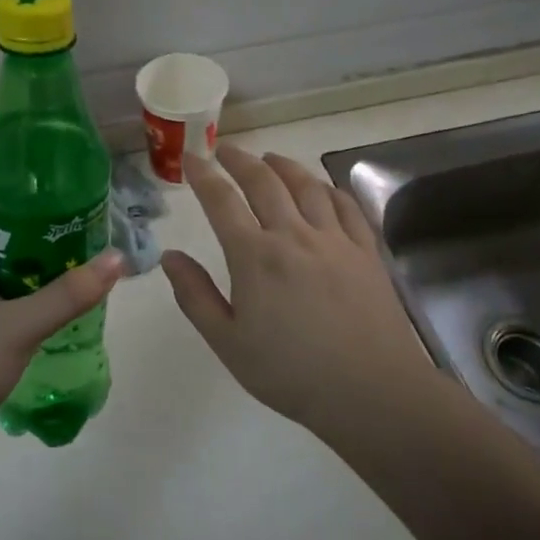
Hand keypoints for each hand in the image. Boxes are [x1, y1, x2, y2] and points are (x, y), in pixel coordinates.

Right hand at [161, 146, 434, 429]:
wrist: (370, 389)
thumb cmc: (290, 372)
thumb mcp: (228, 342)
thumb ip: (195, 296)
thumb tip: (169, 256)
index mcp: (255, 256)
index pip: (222, 202)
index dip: (203, 176)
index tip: (192, 159)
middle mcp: (293, 235)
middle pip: (264, 182)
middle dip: (241, 160)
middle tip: (226, 149)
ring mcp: (334, 239)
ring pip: (306, 186)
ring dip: (284, 166)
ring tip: (270, 158)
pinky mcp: (365, 250)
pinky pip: (345, 205)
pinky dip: (328, 188)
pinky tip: (322, 187)